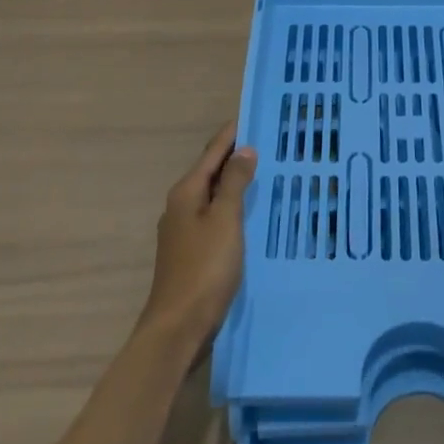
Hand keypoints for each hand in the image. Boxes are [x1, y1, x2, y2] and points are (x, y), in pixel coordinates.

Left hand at [137, 122, 257, 350]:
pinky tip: (250, 212)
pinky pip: (214, 216)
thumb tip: (244, 150)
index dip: (232, 133)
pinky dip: (232, 205)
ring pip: (213, 195)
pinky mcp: (191, 252)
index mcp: (186, 192)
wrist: (177, 328)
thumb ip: (235, 183)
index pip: (212, 151)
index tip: (253, 115)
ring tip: (263, 170)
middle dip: (235, 156)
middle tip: (266, 141)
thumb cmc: (204, 269)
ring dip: (235, 181)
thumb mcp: (225, 220)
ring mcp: (183, 230)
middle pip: (211, 171)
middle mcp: (181, 205)